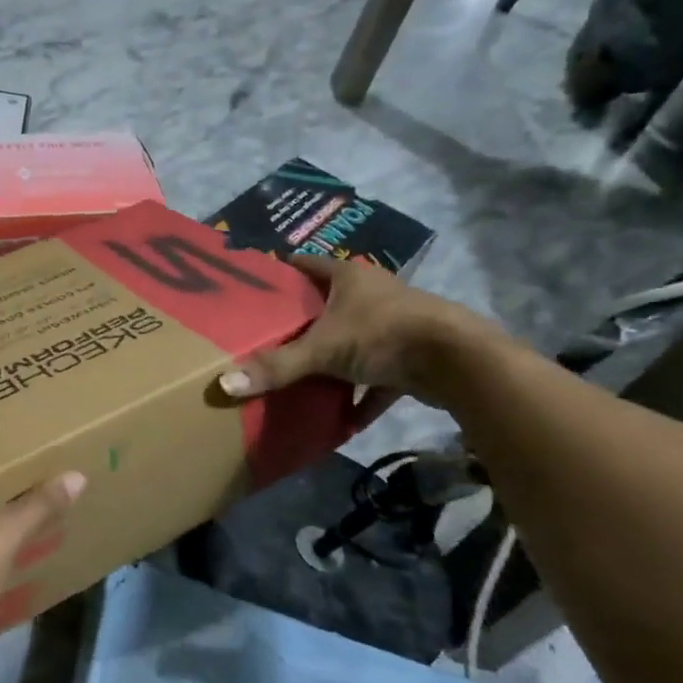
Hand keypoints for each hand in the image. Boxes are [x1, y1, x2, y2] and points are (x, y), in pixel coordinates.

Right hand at [216, 256, 499, 428]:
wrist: (458, 362)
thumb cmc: (382, 335)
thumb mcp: (322, 350)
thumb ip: (277, 367)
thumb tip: (224, 384)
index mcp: (349, 276)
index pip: (307, 264)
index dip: (282, 271)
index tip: (256, 284)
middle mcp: (373, 293)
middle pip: (330, 301)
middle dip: (303, 318)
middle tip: (268, 333)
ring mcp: (396, 323)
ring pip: (354, 338)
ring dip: (334, 357)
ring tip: (300, 373)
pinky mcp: (413, 355)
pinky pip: (378, 376)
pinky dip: (363, 395)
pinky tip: (344, 418)